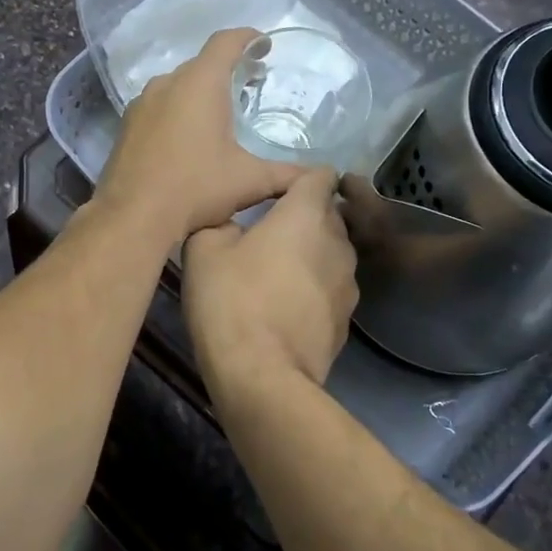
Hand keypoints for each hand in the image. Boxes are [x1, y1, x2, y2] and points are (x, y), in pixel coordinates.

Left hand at [95, 29, 304, 245]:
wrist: (132, 215)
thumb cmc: (195, 188)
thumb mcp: (249, 181)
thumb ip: (288, 174)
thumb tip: (319, 177)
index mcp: (200, 83)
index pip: (226, 42)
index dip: (248, 38)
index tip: (264, 44)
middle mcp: (168, 83)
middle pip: (202, 63)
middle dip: (228, 67)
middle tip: (252, 83)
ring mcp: (142, 103)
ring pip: (178, 84)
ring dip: (201, 89)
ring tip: (223, 110)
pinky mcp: (128, 125)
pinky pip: (160, 104)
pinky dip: (179, 108)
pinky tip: (189, 135)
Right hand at [182, 168, 358, 391]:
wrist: (262, 375)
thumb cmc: (231, 299)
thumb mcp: (203, 248)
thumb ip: (220, 221)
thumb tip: (231, 225)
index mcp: (306, 214)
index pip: (321, 175)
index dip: (300, 178)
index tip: (275, 192)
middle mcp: (338, 242)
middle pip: (329, 214)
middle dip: (304, 216)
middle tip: (267, 231)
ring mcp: (349, 283)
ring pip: (332, 252)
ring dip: (311, 254)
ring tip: (277, 271)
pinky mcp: (347, 320)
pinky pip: (330, 288)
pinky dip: (313, 289)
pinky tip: (285, 307)